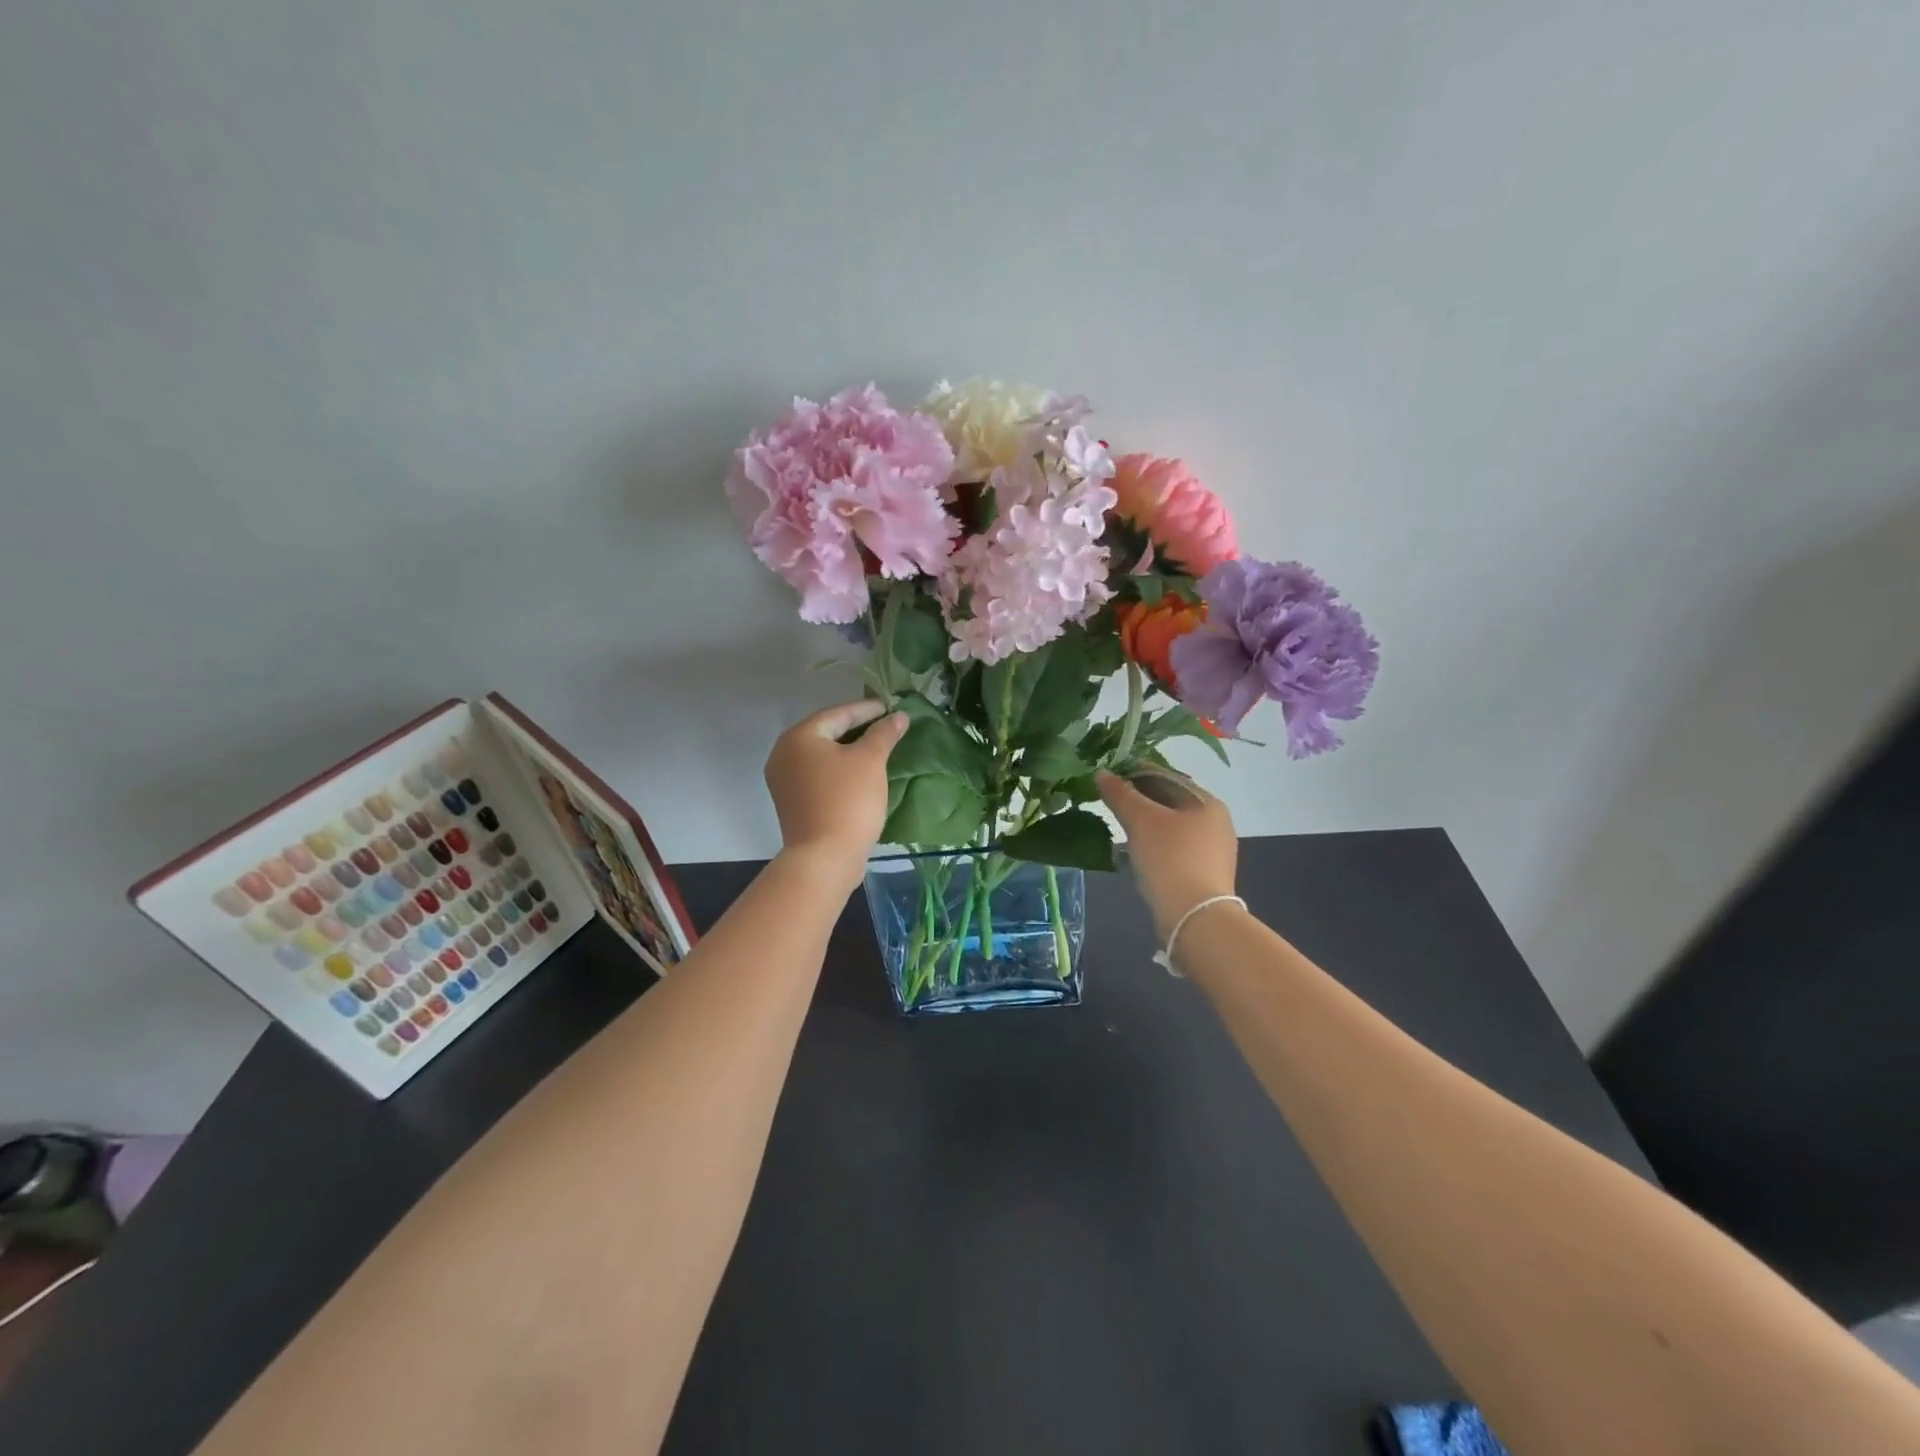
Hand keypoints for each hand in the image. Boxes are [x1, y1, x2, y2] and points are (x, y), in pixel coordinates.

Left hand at [764, 699, 907, 879]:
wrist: (824, 858)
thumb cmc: (847, 801)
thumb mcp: (870, 761)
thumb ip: (883, 733)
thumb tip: (898, 716)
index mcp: (799, 737)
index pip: (838, 713)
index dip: (867, 709)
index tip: (892, 707)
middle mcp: (784, 754)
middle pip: (827, 732)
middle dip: (858, 728)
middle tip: (886, 724)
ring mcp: (784, 780)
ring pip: (822, 755)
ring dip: (849, 749)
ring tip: (878, 747)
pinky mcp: (792, 802)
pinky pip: (819, 774)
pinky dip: (840, 769)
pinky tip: (860, 773)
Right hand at [1096, 768, 1238, 939]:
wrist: (1195, 918)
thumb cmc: (1169, 859)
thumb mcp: (1140, 821)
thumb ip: (1120, 794)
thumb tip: (1102, 773)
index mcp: (1206, 801)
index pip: (1165, 775)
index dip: (1134, 772)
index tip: (1107, 777)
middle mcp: (1216, 821)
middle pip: (1170, 800)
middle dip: (1139, 799)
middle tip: (1108, 801)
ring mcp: (1213, 849)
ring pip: (1171, 825)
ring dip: (1145, 822)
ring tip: (1117, 825)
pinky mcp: (1205, 872)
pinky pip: (1174, 847)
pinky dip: (1154, 843)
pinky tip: (1134, 851)